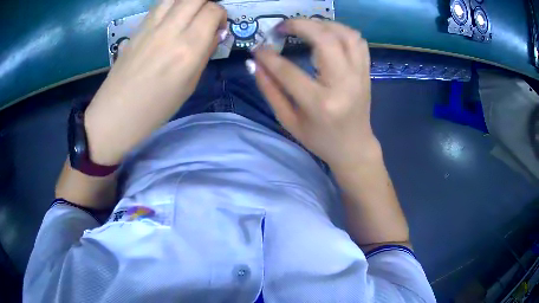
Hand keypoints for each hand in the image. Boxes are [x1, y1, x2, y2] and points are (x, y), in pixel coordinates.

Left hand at [84, 0, 226, 164]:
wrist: (115, 114)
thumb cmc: (155, 108)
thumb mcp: (189, 85)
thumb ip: (204, 54)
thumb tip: (214, 33)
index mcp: (188, 49)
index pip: (212, 11)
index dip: (220, 14)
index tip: (217, 27)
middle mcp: (170, 31)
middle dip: (207, 3)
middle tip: (205, 17)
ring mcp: (151, 26)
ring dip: (189, 1)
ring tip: (189, 14)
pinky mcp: (137, 28)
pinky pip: (160, 5)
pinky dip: (172, 5)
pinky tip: (171, 17)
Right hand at [252, 20, 378, 168]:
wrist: (353, 147)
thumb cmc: (319, 139)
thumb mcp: (288, 121)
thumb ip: (270, 91)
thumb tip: (256, 63)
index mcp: (320, 103)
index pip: (288, 71)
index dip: (268, 56)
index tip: (258, 48)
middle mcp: (343, 84)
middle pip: (324, 39)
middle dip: (299, 25)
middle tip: (282, 26)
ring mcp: (359, 76)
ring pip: (345, 34)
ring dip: (322, 23)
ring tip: (305, 26)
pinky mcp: (366, 72)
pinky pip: (358, 42)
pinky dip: (342, 30)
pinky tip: (328, 33)